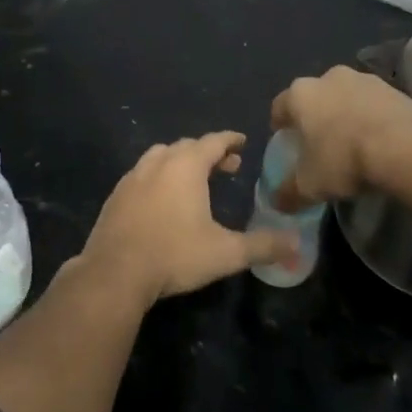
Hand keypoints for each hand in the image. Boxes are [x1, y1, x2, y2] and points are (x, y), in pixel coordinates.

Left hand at [78, 133, 295, 305]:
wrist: (115, 272)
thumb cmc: (175, 255)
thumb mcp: (225, 253)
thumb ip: (262, 246)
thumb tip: (296, 243)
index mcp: (186, 166)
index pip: (213, 141)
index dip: (230, 140)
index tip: (242, 141)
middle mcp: (158, 163)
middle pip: (187, 146)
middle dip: (208, 152)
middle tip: (227, 166)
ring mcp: (133, 177)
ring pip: (161, 156)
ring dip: (180, 161)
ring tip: (194, 179)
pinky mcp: (116, 195)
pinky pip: (142, 174)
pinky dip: (158, 176)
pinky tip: (162, 199)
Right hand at [270, 65, 411, 208]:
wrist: (406, 147)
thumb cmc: (344, 160)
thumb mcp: (309, 186)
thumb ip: (289, 193)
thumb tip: (278, 202)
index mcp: (300, 94)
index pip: (280, 106)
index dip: (280, 124)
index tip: (285, 140)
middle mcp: (329, 77)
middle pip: (315, 97)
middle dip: (315, 116)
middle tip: (320, 142)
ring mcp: (365, 79)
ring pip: (346, 96)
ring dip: (346, 114)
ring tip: (353, 142)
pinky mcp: (395, 88)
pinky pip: (375, 104)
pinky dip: (373, 118)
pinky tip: (380, 141)